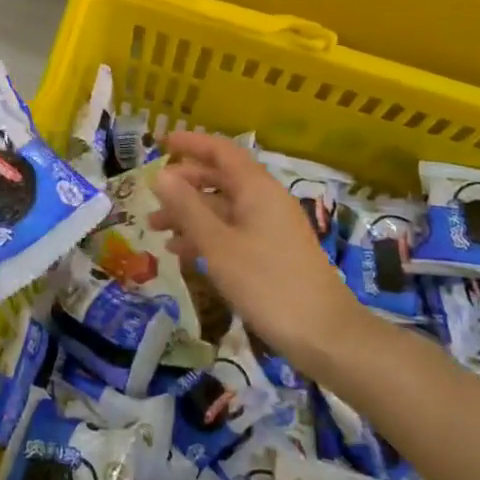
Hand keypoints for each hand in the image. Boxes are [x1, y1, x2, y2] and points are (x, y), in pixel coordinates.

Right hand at [148, 131, 362, 368]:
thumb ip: (187, 208)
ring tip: (157, 232)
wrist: (326, 336)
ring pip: (224, 208)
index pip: (221, 151)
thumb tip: (160, 175)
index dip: (191, 143)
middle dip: (184, 186)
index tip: (161, 143)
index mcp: (257, 189)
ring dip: (191, 215)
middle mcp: (266, 200)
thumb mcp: (218, 245)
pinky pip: (233, 231)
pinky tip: (184, 255)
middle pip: (220, 179)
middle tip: (152, 200)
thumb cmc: (268, 284)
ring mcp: (272, 227)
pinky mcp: (274, 253)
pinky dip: (207, 236)